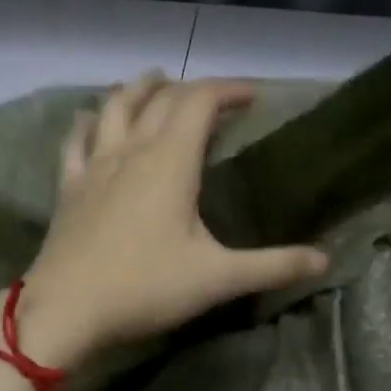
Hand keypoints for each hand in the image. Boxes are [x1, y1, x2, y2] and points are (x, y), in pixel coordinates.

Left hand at [7, 74, 328, 367]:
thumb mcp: (218, 278)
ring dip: (139, 89)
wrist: (66, 309)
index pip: (201, 102)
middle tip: (215, 98)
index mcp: (170, 161)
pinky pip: (76, 140)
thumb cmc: (146, 287)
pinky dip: (88, 121)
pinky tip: (89, 117)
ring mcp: (95, 165)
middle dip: (192, 88)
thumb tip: (325, 260)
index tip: (254, 95)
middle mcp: (132, 150)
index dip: (229, 89)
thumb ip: (273, 266)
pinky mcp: (69, 186)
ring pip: (115, 107)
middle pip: (161, 99)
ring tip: (154, 82)